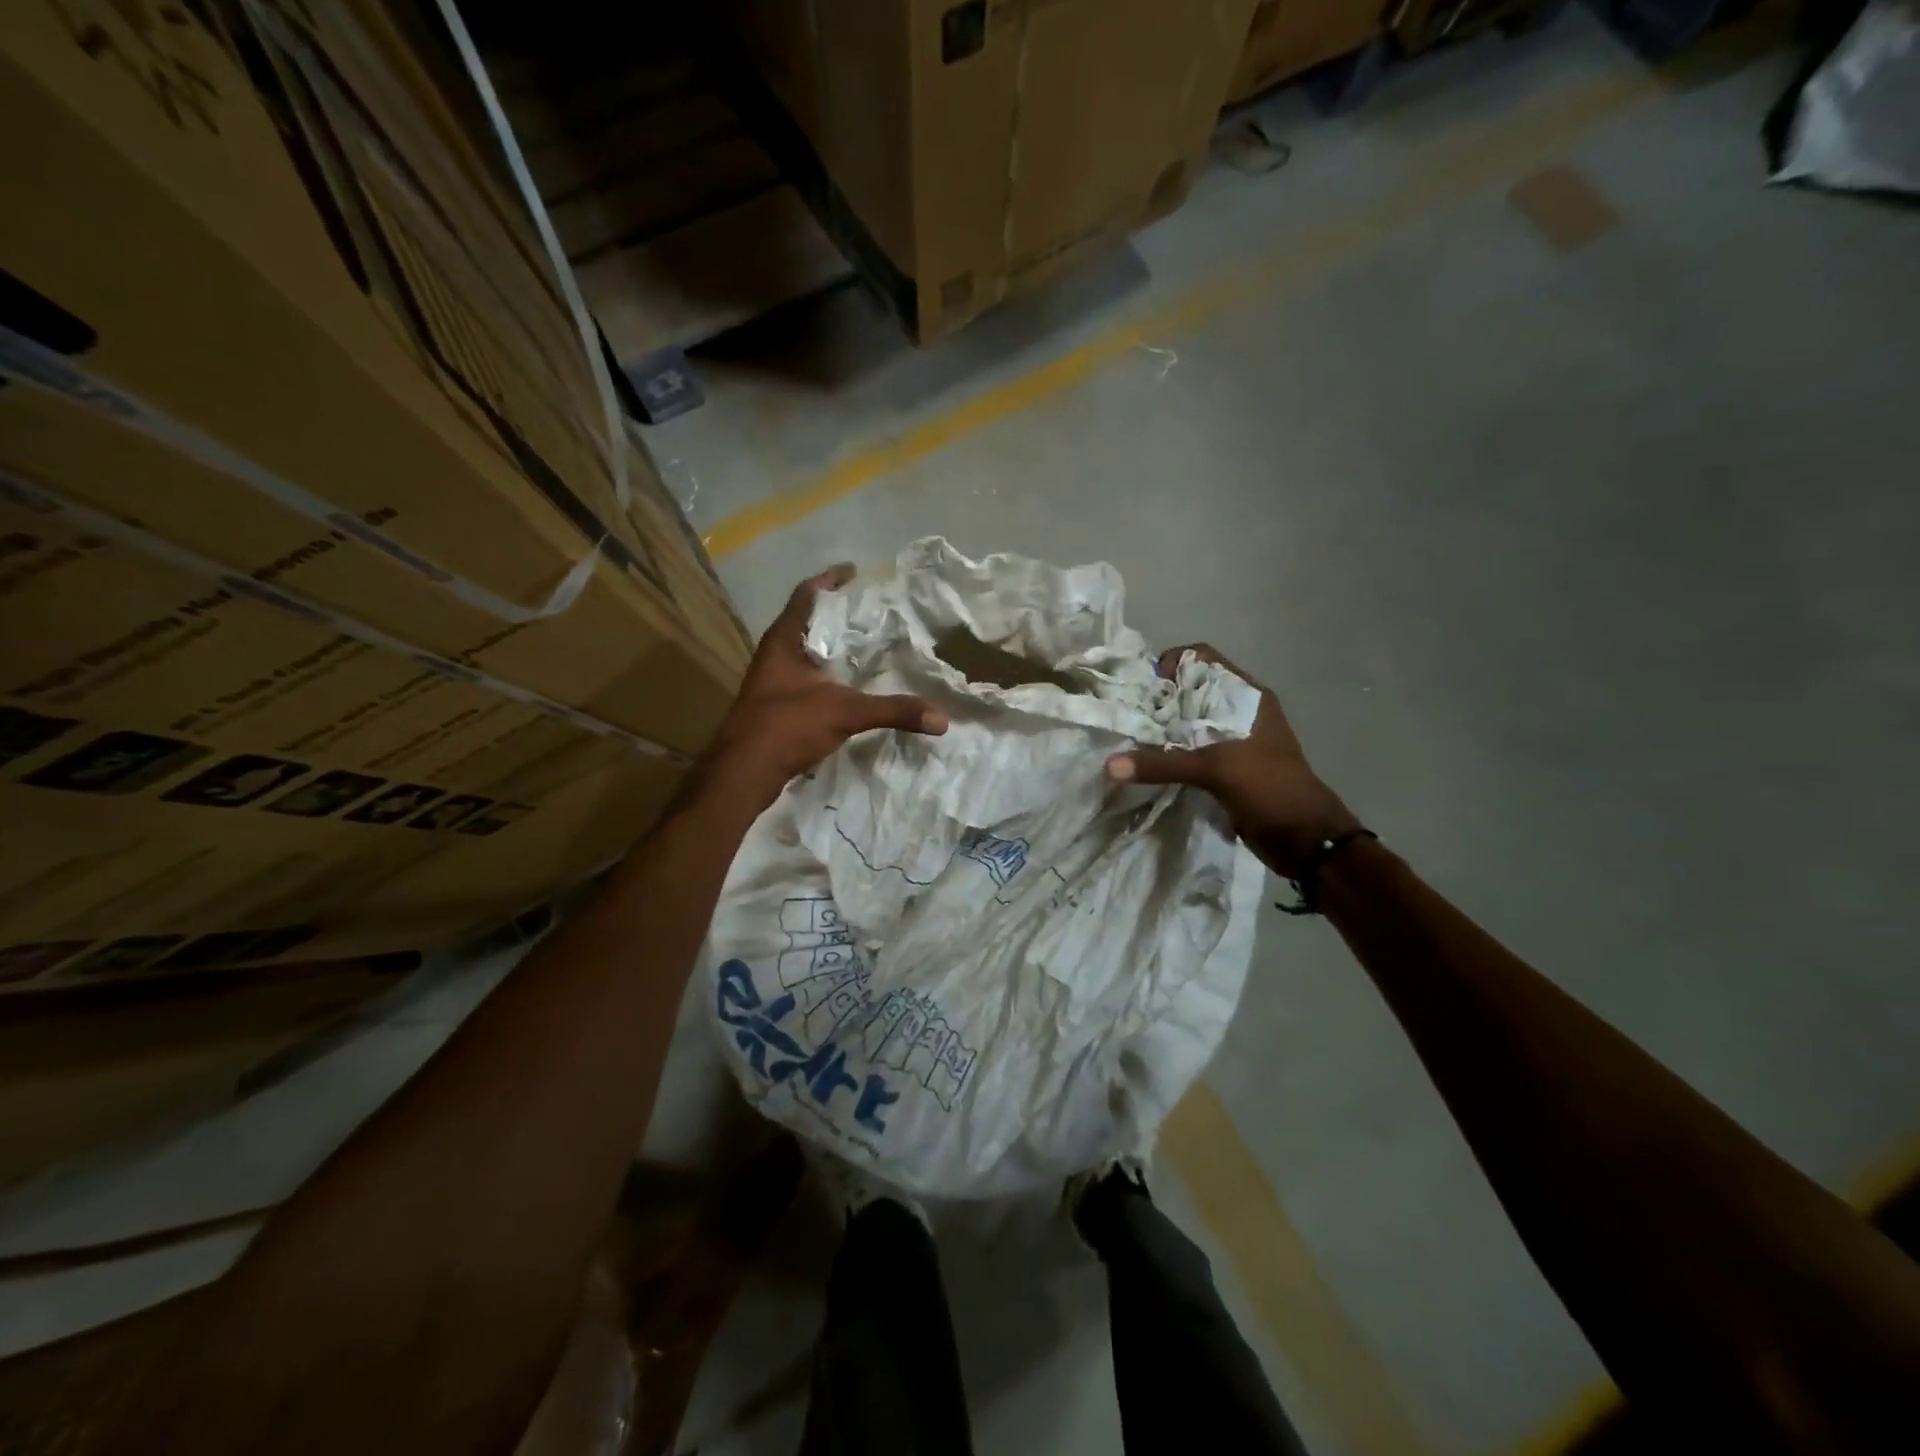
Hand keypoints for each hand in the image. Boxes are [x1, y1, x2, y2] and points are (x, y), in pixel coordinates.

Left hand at [699, 564, 947, 809]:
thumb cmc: (786, 726)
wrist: (743, 772)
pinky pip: (807, 679)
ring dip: (832, 648)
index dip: (830, 580)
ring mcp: (772, 682)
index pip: (807, 595)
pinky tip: (848, 686)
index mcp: (784, 641)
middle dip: (837, 616)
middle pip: (807, 623)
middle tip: (871, 611)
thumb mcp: (845, 713)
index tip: (854, 572)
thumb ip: (894, 711)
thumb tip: (942, 719)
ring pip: (806, 653)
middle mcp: (775, 656)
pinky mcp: (775, 707)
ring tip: (865, 646)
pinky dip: (828, 676)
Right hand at [1106, 645, 1359, 879]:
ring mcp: (1231, 740)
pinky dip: (1167, 754)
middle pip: (1189, 692)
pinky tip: (1145, 763)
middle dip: (1158, 701)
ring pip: (1186, 723)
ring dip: (1160, 730)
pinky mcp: (1223, 768)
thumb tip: (1109, 765)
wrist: (1304, 840)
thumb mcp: (1215, 769)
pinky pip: (1188, 751)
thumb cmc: (1269, 787)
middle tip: (1129, 717)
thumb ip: (1163, 763)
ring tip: (1131, 740)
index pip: (1202, 660)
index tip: (1146, 690)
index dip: (1172, 665)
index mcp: (1246, 696)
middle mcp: (1237, 711)